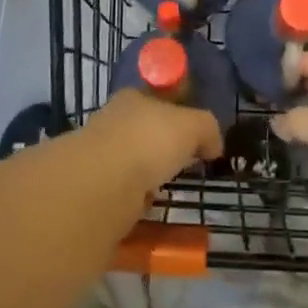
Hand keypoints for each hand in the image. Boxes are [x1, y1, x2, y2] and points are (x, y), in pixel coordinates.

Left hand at [90, 87, 223, 191]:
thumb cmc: (149, 140)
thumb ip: (207, 129)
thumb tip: (213, 145)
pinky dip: (135, 201)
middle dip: (161, 148)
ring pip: (131, 163)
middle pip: (143, 131)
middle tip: (183, 165)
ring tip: (166, 190)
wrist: (103, 182)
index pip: (156, 99)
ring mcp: (99, 156)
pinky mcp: (94, 188)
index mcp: (133, 97)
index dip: (176, 113)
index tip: (191, 135)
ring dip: (146, 176)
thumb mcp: (193, 125)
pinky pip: (122, 192)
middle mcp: (112, 121)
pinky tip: (147, 209)